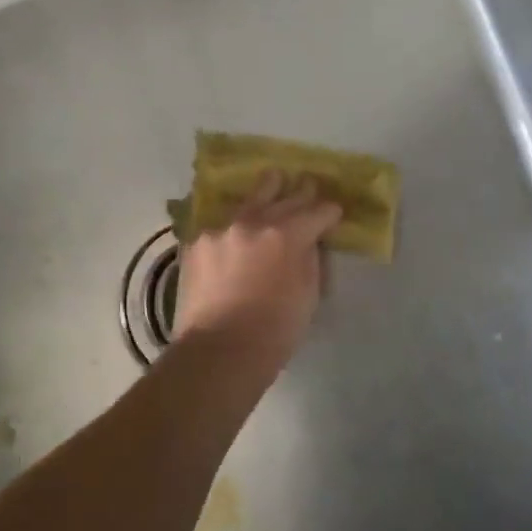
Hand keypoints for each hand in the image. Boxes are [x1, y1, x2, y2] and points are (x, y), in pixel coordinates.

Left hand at [172, 173, 342, 359]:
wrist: (218, 351)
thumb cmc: (274, 332)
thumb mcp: (308, 295)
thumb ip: (310, 259)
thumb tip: (309, 242)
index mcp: (288, 234)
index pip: (318, 211)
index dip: (329, 212)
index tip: (333, 213)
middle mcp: (254, 221)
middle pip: (284, 196)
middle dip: (301, 192)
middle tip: (308, 184)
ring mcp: (222, 228)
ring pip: (250, 200)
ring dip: (266, 191)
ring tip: (274, 179)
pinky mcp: (198, 240)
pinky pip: (223, 223)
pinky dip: (235, 224)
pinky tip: (238, 225)